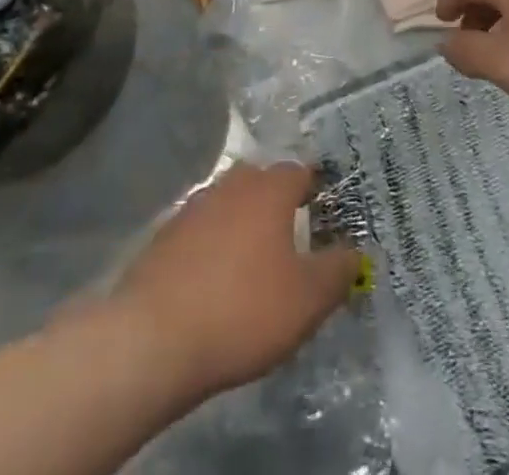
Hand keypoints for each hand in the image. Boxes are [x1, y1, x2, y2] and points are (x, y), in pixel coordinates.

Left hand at [114, 162, 359, 402]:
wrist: (153, 338)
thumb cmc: (243, 311)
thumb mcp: (307, 300)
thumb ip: (337, 272)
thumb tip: (355, 252)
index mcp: (269, 190)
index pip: (300, 172)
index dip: (315, 187)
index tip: (324, 208)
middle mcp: (232, 185)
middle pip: (261, 181)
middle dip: (277, 200)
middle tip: (291, 232)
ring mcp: (194, 207)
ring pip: (229, 203)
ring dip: (242, 221)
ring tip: (253, 258)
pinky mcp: (165, 236)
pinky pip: (201, 230)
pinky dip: (213, 244)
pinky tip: (215, 278)